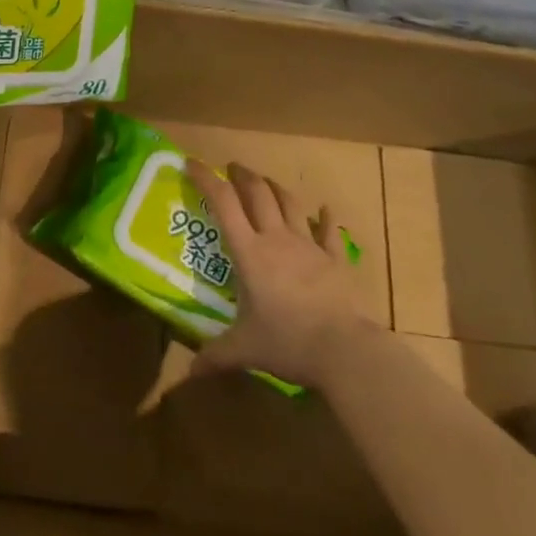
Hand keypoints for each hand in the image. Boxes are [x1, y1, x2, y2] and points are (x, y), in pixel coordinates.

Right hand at [186, 160, 368, 387]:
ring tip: (265, 182)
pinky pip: (330, 232)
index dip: (205, 178)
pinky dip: (327, 218)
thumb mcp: (246, 349)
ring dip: (275, 187)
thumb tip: (189, 372)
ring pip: (289, 203)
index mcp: (250, 252)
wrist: (345, 350)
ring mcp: (309, 245)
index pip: (223, 203)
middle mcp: (276, 239)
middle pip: (257, 193)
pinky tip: (326, 210)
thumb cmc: (289, 342)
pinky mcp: (336, 259)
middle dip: (241, 175)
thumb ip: (216, 355)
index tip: (191, 163)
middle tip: (231, 168)